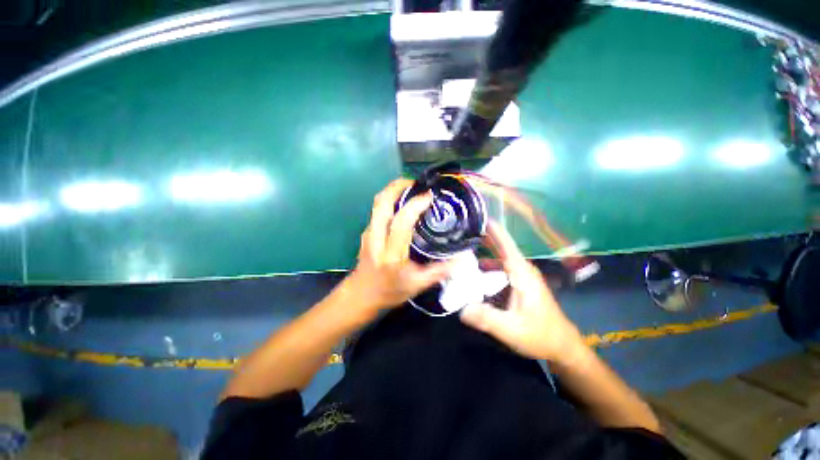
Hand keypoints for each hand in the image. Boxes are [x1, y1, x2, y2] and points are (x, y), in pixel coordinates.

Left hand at [343, 179, 452, 316]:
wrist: (361, 295)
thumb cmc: (389, 291)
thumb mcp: (417, 286)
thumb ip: (440, 271)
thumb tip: (462, 259)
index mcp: (391, 254)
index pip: (401, 222)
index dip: (415, 205)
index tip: (430, 196)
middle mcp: (376, 239)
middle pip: (381, 202)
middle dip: (398, 186)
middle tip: (418, 183)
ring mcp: (368, 232)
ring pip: (377, 203)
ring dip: (394, 190)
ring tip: (413, 188)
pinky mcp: (367, 231)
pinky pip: (378, 209)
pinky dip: (390, 200)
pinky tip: (404, 204)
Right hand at [459, 221, 583, 361]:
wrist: (561, 346)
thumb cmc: (541, 335)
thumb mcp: (512, 330)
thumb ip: (487, 318)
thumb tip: (461, 309)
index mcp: (522, 273)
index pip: (506, 244)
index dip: (493, 229)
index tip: (477, 216)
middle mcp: (521, 269)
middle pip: (498, 248)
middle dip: (480, 238)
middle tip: (457, 234)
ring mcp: (519, 276)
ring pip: (497, 258)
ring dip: (481, 252)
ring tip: (459, 248)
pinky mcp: (517, 284)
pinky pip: (498, 269)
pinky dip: (484, 266)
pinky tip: (470, 270)